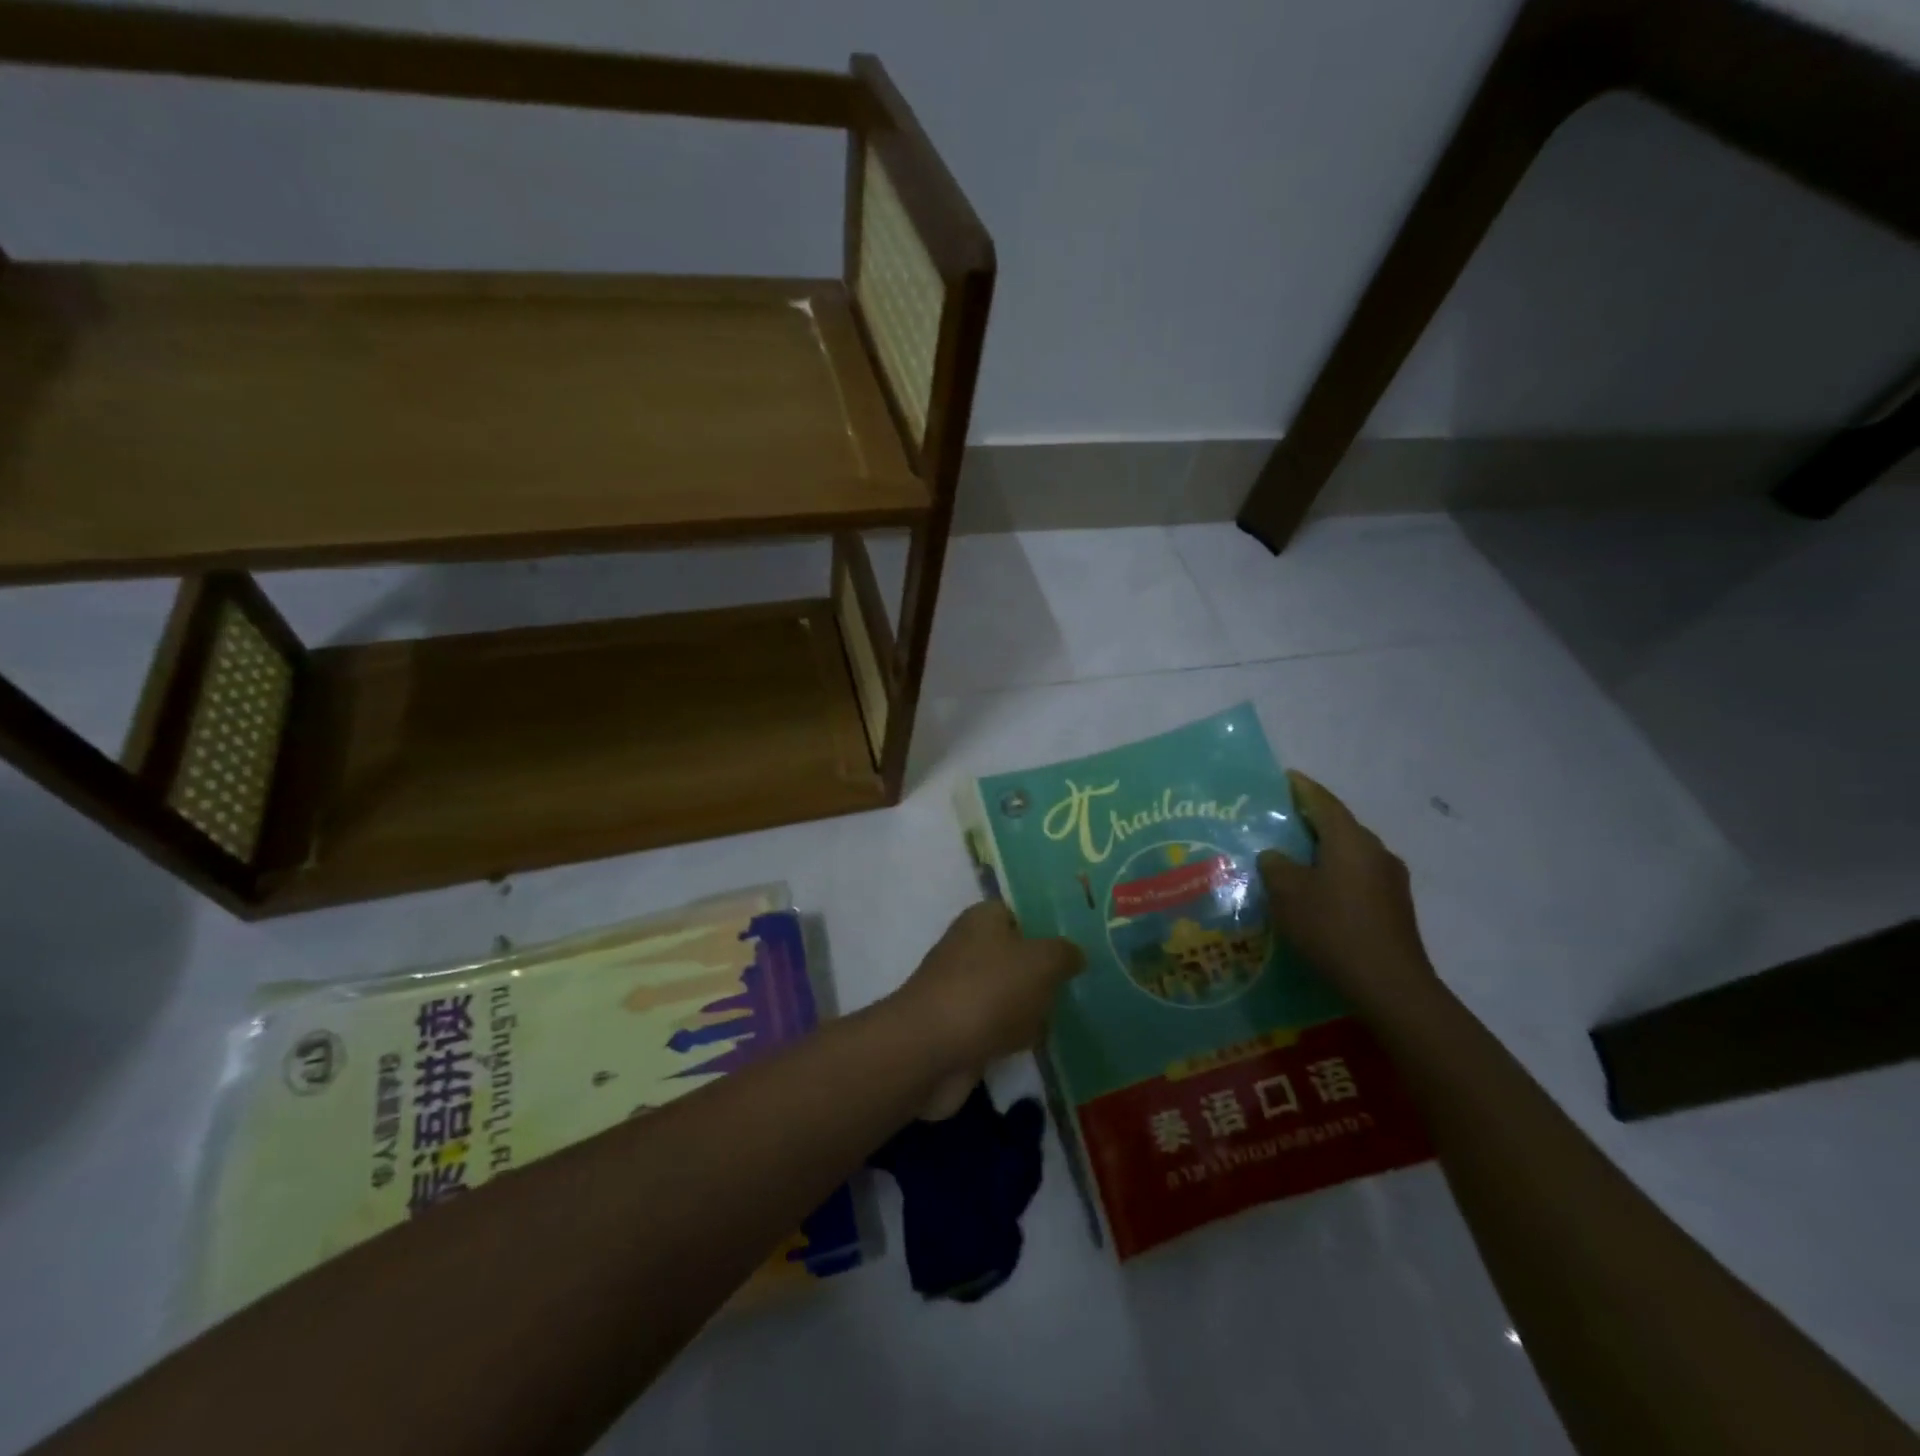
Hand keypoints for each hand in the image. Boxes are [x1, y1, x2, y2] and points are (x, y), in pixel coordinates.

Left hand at [888, 902, 1083, 1115]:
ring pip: (1009, 992)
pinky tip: (1037, 1044)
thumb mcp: (1042, 962)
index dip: (1047, 926)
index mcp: (983, 918)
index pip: (1020, 912)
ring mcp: (962, 988)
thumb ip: (1064, 953)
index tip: (1079, 945)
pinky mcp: (959, 1028)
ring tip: (1068, 1015)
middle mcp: (969, 947)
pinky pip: (998, 1026)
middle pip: (1016, 954)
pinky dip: (1014, 1036)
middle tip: (1081, 983)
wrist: (931, 1050)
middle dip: (1044, 971)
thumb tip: (1074, 954)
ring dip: (1031, 1006)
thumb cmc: (989, 991)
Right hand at [1259, 771, 1438, 1012]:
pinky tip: (1319, 893)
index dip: (1302, 788)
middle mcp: (1375, 851)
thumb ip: (1276, 866)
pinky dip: (1336, 875)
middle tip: (1281, 822)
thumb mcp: (1288, 894)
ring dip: (1325, 851)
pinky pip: (1359, 877)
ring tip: (1296, 859)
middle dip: (1312, 821)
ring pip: (1350, 853)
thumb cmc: (1332, 928)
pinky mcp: (1395, 906)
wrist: (1389, 984)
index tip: (1284, 778)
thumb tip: (1276, 855)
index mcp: (1350, 840)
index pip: (1323, 802)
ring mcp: (1391, 880)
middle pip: (1339, 826)